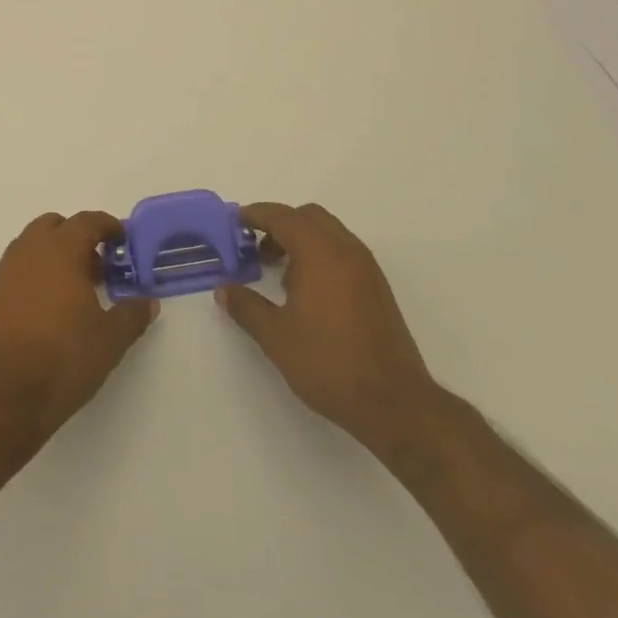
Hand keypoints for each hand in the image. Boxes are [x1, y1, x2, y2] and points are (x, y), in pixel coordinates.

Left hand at [0, 211, 157, 437]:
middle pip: (54, 226)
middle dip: (76, 238)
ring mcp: (4, 273)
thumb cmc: (63, 359)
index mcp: (60, 250)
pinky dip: (33, 276)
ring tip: (72, 291)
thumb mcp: (110, 340)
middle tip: (96, 268)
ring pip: (31, 247)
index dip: (107, 226)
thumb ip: (131, 315)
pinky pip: (16, 271)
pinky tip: (45, 310)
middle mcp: (28, 251)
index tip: (121, 239)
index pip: (87, 221)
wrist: (2, 397)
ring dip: (52, 256)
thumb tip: (148, 302)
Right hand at [216, 202, 449, 454]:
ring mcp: (366, 268)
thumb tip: (223, 289)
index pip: (283, 217)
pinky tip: (307, 293)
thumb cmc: (328, 362)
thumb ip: (246, 307)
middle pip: (308, 217)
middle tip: (256, 249)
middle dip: (280, 225)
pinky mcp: (377, 288)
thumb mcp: (276, 336)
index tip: (235, 221)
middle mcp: (346, 250)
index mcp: (320, 252)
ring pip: (328, 233)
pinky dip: (320, 256)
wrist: (394, 402)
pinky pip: (342, 253)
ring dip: (301, 241)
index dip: (256, 215)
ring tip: (279, 274)